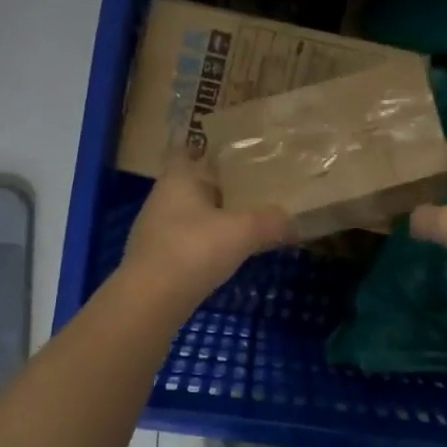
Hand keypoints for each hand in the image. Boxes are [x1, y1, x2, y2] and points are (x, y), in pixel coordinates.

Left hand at [119, 153, 293, 309]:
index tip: (225, 149)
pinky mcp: (155, 260)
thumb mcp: (243, 232)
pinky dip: (203, 244)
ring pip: (187, 215)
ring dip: (209, 217)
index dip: (202, 146)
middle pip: (189, 184)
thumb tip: (295, 223)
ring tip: (241, 220)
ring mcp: (154, 231)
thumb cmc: (194, 249)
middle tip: (247, 185)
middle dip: (214, 184)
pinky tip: (223, 255)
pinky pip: (185, 242)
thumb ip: (271, 222)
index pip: (185, 150)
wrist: (151, 300)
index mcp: (177, 180)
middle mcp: (161, 199)